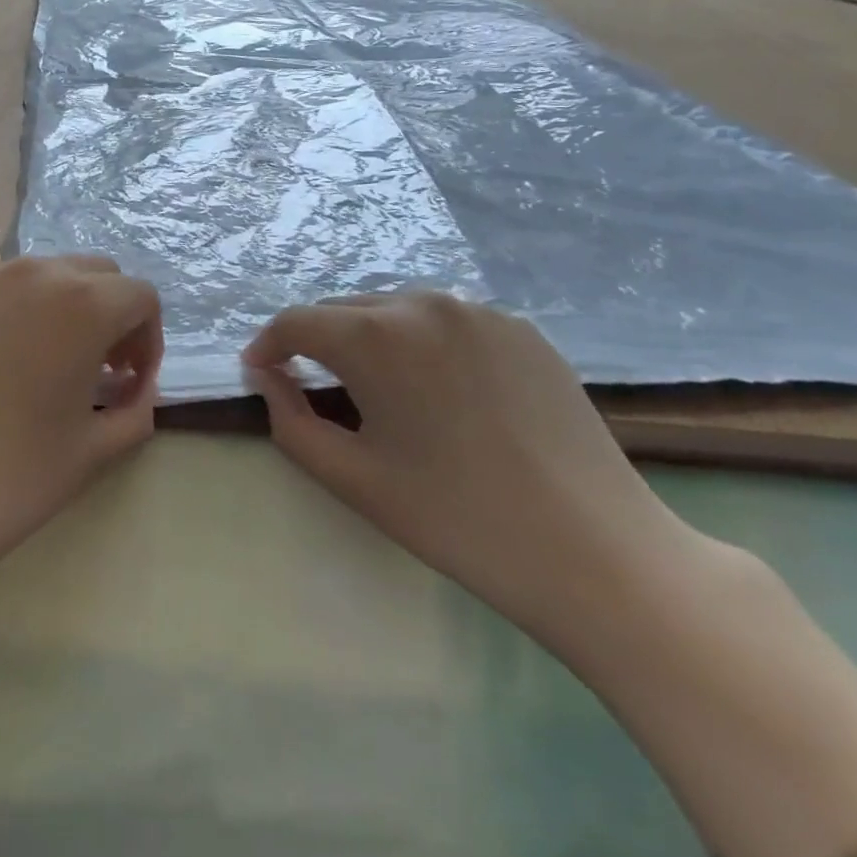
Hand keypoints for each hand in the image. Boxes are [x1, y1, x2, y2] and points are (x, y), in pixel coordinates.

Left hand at [0, 257, 161, 597]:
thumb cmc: (8, 477)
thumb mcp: (92, 453)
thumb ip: (135, 411)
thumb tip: (135, 391)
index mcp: (82, 302)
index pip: (140, 296)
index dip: (147, 339)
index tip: (129, 383)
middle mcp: (30, 273)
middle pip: (92, 273)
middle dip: (107, 314)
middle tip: (94, 370)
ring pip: (35, 278)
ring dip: (54, 312)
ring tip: (34, 368)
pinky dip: (0, 319)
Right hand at [244, 292, 701, 638]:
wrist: (596, 553)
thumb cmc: (456, 520)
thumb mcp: (352, 478)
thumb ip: (289, 420)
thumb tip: (268, 377)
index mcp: (377, 334)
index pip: (297, 321)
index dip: (269, 346)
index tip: (260, 374)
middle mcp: (424, 303)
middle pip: (346, 310)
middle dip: (318, 342)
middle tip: (313, 387)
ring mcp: (480, 310)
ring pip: (398, 311)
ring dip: (371, 340)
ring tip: (377, 389)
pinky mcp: (521, 328)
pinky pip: (449, 323)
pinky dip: (424, 345)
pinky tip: (440, 391)